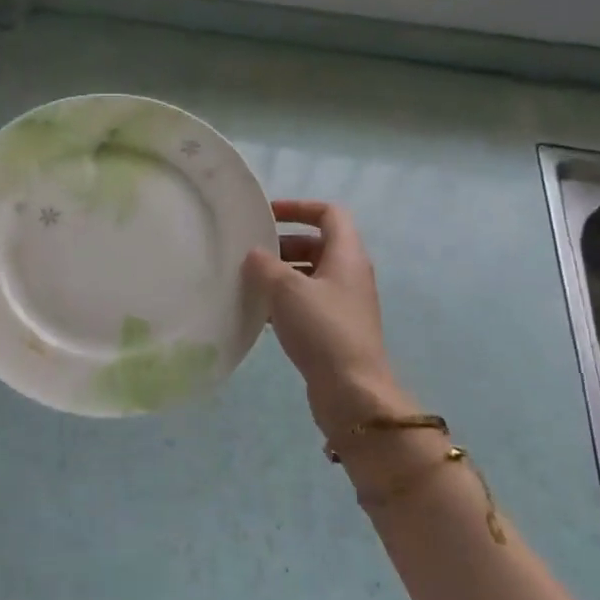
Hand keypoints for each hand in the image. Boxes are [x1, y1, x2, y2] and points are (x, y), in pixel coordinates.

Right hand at [244, 200, 412, 437]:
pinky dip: (284, 301)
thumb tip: (254, 255)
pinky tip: (258, 313)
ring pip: (309, 275)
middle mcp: (350, 274)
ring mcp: (344, 304)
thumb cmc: (322, 329)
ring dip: (281, 274)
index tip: (267, 214)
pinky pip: (307, 303)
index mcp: (347, 254)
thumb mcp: (286, 289)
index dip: (299, 208)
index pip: (329, 213)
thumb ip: (264, 265)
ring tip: (248, 282)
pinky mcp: (335, 330)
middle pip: (317, 244)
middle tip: (251, 252)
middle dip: (283, 244)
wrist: (352, 391)